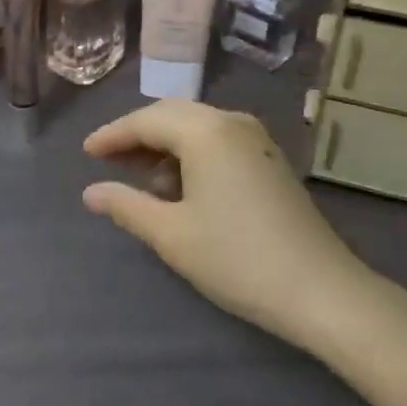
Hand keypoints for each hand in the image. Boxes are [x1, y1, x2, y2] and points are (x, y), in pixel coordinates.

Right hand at [82, 101, 371, 349]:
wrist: (320, 289)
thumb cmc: (237, 259)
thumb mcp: (172, 235)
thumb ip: (127, 206)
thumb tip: (91, 191)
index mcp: (206, 131)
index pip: (146, 120)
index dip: (112, 135)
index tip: (86, 152)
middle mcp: (231, 122)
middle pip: (172, 115)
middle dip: (137, 136)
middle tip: (107, 162)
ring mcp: (256, 138)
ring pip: (197, 126)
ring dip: (165, 145)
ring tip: (141, 180)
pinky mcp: (269, 158)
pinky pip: (218, 140)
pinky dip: (191, 154)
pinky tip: (181, 186)